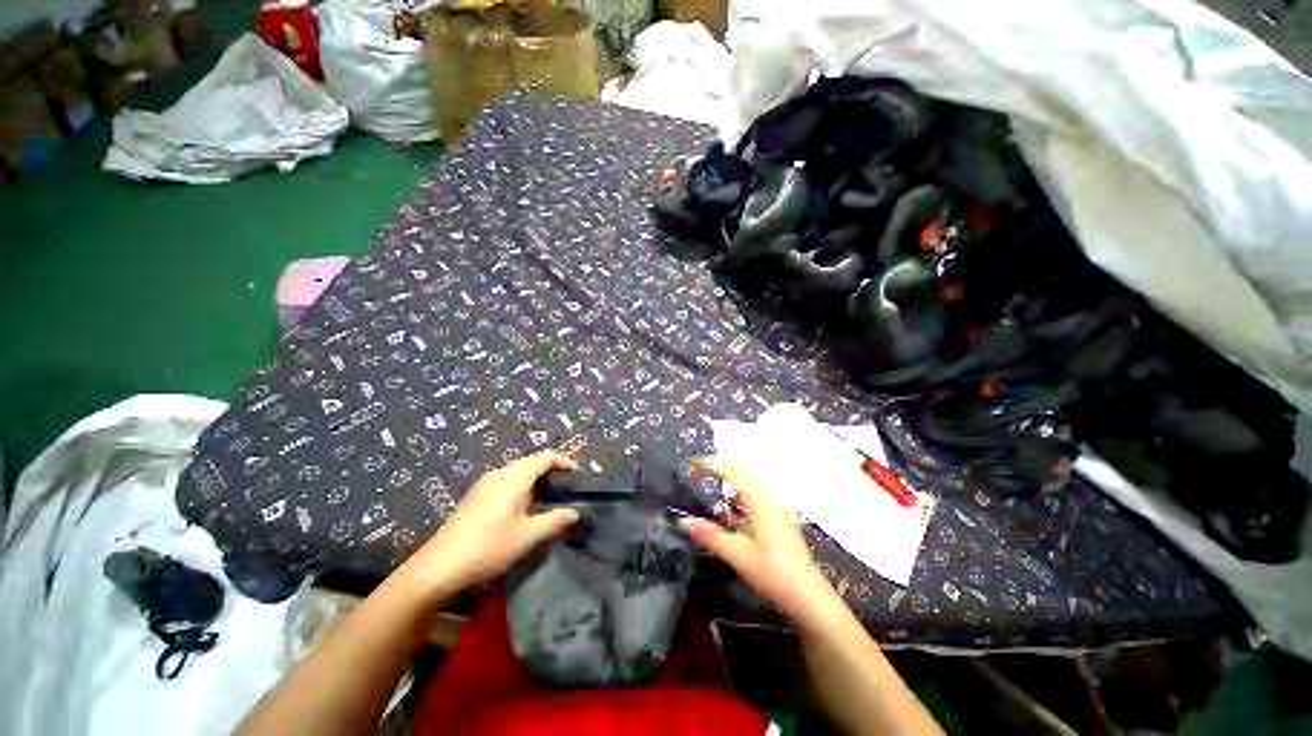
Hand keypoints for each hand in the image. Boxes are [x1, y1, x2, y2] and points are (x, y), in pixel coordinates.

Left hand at [400, 452, 579, 595]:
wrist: (439, 567)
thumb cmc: (489, 547)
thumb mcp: (528, 536)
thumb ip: (554, 521)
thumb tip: (575, 512)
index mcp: (515, 477)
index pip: (545, 457)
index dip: (564, 462)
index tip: (577, 474)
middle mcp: (500, 473)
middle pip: (531, 461)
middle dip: (550, 470)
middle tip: (566, 488)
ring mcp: (485, 483)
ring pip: (517, 471)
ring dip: (535, 478)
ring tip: (548, 498)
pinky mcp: (476, 495)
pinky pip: (506, 480)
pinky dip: (521, 486)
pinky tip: (522, 507)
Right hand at [680, 457, 844, 630]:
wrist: (808, 596)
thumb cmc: (773, 573)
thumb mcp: (738, 555)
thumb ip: (710, 535)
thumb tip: (684, 521)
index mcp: (759, 500)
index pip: (732, 471)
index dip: (711, 464)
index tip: (692, 464)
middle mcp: (770, 497)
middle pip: (742, 471)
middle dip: (720, 467)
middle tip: (698, 471)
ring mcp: (777, 506)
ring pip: (750, 482)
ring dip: (730, 479)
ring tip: (710, 484)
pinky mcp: (780, 517)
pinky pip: (756, 494)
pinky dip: (739, 492)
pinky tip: (731, 508)